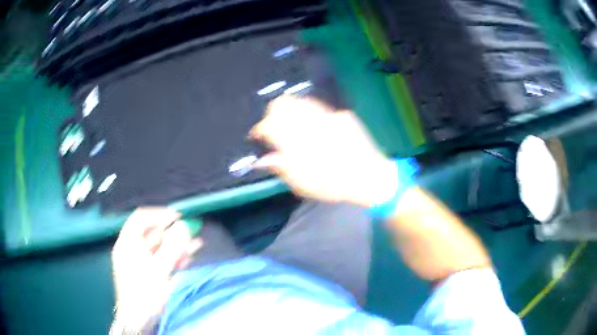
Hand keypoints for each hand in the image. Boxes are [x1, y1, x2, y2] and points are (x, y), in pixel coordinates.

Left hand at [111, 208, 201, 331]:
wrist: (138, 320)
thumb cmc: (144, 294)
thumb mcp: (159, 270)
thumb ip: (172, 248)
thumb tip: (184, 227)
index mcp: (128, 243)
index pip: (141, 218)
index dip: (159, 214)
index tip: (178, 217)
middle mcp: (132, 249)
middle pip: (152, 233)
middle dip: (173, 233)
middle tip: (190, 234)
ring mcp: (139, 261)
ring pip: (160, 247)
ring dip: (177, 246)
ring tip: (195, 245)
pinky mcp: (147, 272)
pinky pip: (161, 259)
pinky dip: (173, 258)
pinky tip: (187, 258)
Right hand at [250, 95, 397, 206]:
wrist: (370, 177)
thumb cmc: (333, 185)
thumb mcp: (302, 183)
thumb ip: (280, 167)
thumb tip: (262, 159)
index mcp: (298, 139)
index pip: (269, 124)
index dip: (260, 129)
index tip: (257, 136)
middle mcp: (312, 120)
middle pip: (283, 103)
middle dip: (273, 113)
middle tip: (274, 128)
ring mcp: (329, 114)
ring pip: (301, 101)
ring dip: (291, 110)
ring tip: (293, 126)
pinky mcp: (342, 114)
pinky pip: (320, 108)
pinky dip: (311, 115)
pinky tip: (317, 130)